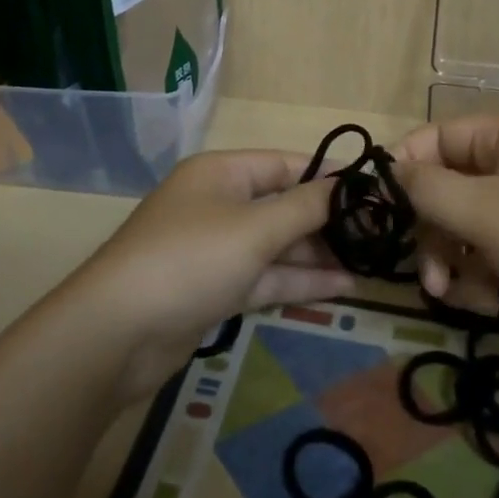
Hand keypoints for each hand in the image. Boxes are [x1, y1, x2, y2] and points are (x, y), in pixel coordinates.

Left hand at [73, 150, 355, 399]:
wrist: (117, 333)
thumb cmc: (190, 259)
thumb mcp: (254, 228)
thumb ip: (304, 207)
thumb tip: (345, 186)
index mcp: (222, 173)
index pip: (285, 164)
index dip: (328, 176)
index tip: (373, 191)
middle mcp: (219, 204)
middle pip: (283, 205)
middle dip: (328, 221)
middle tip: (381, 235)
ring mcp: (216, 249)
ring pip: (277, 245)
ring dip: (319, 254)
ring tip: (371, 263)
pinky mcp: (215, 288)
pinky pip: (265, 276)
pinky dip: (299, 280)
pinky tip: (343, 287)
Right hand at [393, 113, 498, 353]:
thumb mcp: (490, 213)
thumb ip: (431, 191)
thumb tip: (392, 171)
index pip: (435, 139)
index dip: (405, 171)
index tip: (384, 214)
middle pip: (449, 187)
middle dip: (434, 233)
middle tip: (428, 278)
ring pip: (470, 225)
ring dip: (456, 261)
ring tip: (462, 298)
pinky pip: (497, 250)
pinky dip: (486, 275)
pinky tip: (492, 303)